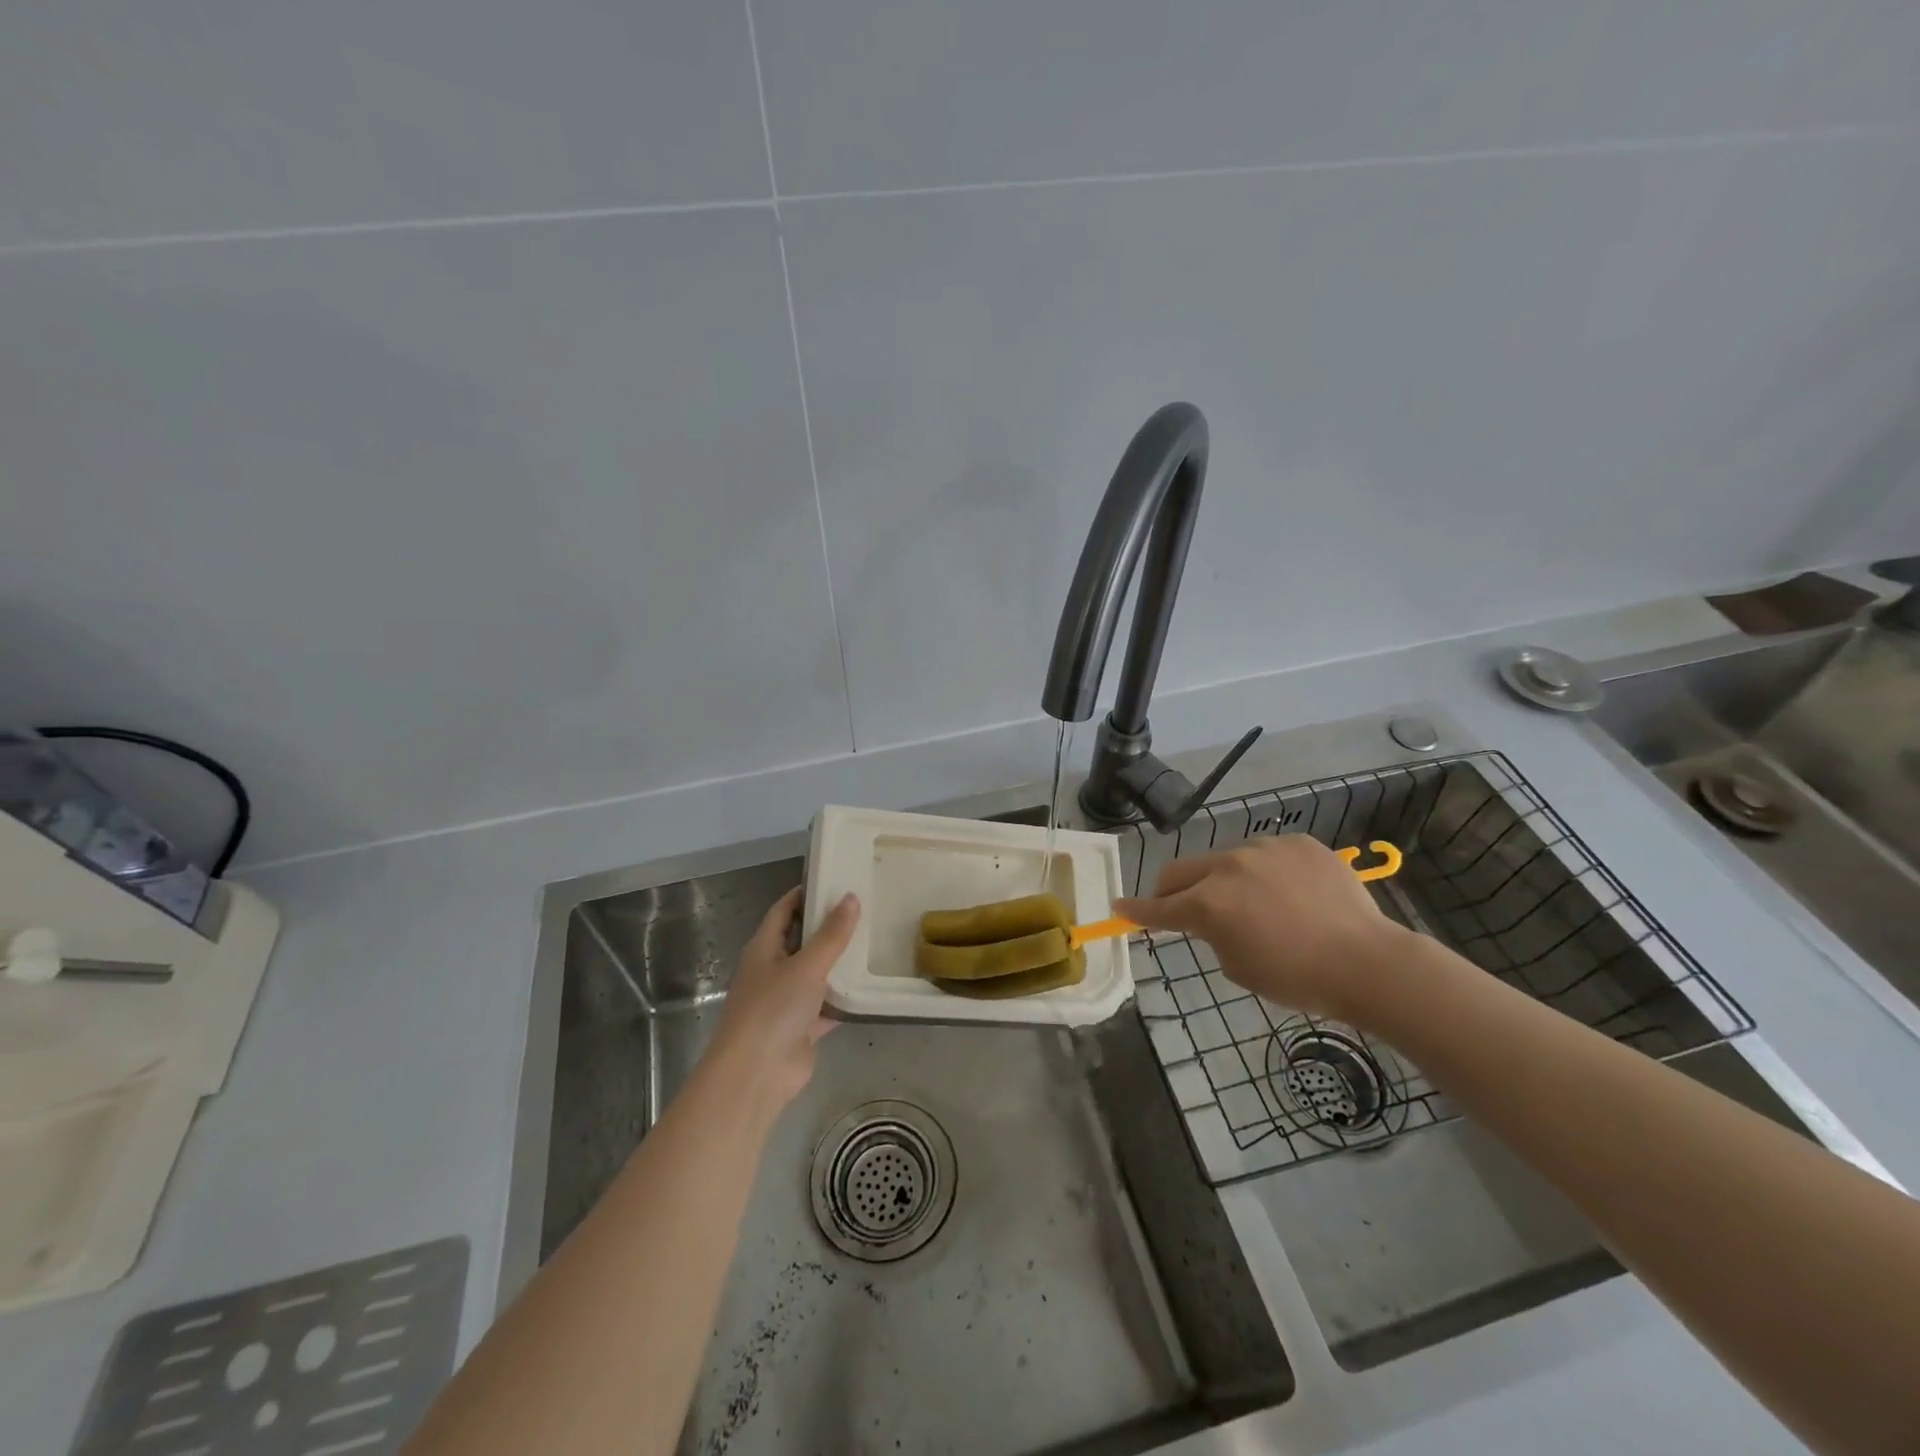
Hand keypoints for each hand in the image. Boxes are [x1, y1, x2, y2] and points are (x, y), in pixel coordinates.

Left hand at [707, 887, 859, 1114]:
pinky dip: (845, 998)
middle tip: (864, 908)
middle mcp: (772, 970)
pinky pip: (827, 1004)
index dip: (805, 894)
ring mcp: (786, 1001)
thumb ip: (832, 934)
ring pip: (816, 974)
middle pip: (801, 940)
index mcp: (763, 948)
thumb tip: (851, 897)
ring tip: (873, 940)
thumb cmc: (773, 1009)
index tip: (834, 880)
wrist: (756, 1074)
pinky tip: (871, 986)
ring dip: (838, 962)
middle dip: (828, 926)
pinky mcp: (801, 1028)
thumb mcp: (807, 965)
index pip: (783, 910)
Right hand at [1115, 835, 1410, 1023]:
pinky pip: (1267, 854)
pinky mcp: (1297, 842)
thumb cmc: (1297, 978)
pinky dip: (1266, 872)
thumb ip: (1212, 935)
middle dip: (1170, 890)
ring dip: (1223, 880)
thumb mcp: (1238, 968)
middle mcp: (1227, 867)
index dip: (1135, 910)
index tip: (1119, 908)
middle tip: (1178, 907)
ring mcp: (1264, 849)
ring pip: (1225, 859)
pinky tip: (1291, 894)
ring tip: (1254, 904)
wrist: (1367, 962)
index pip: (1158, 907)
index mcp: (1208, 904)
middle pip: (1180, 871)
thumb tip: (1213, 920)